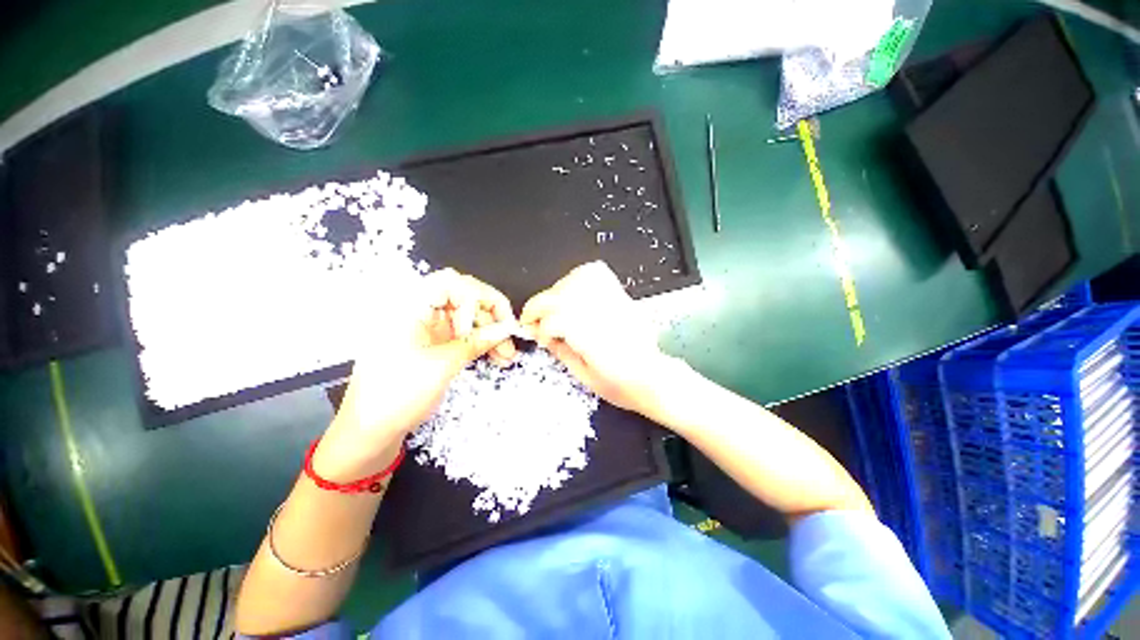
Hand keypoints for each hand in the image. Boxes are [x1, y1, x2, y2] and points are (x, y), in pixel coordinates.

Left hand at [315, 269, 517, 479]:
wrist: (370, 433)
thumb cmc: (397, 395)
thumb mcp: (441, 366)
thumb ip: (476, 342)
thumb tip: (507, 328)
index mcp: (410, 308)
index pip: (451, 283)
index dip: (477, 297)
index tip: (492, 322)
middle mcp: (420, 313)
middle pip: (464, 299)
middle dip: (490, 317)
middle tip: (509, 338)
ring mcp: (428, 330)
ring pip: (468, 320)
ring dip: (490, 334)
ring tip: (507, 355)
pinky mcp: (435, 346)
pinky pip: (464, 337)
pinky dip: (481, 344)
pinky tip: (497, 357)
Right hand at [520, 261, 674, 415]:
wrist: (652, 376)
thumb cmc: (620, 384)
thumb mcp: (584, 376)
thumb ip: (561, 351)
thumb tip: (543, 335)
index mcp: (593, 339)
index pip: (554, 319)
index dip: (538, 326)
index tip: (535, 335)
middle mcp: (602, 315)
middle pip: (560, 296)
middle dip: (539, 307)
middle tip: (534, 320)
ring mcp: (613, 302)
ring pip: (575, 280)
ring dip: (556, 291)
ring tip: (553, 307)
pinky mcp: (620, 296)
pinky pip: (596, 274)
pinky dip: (579, 277)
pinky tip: (573, 291)